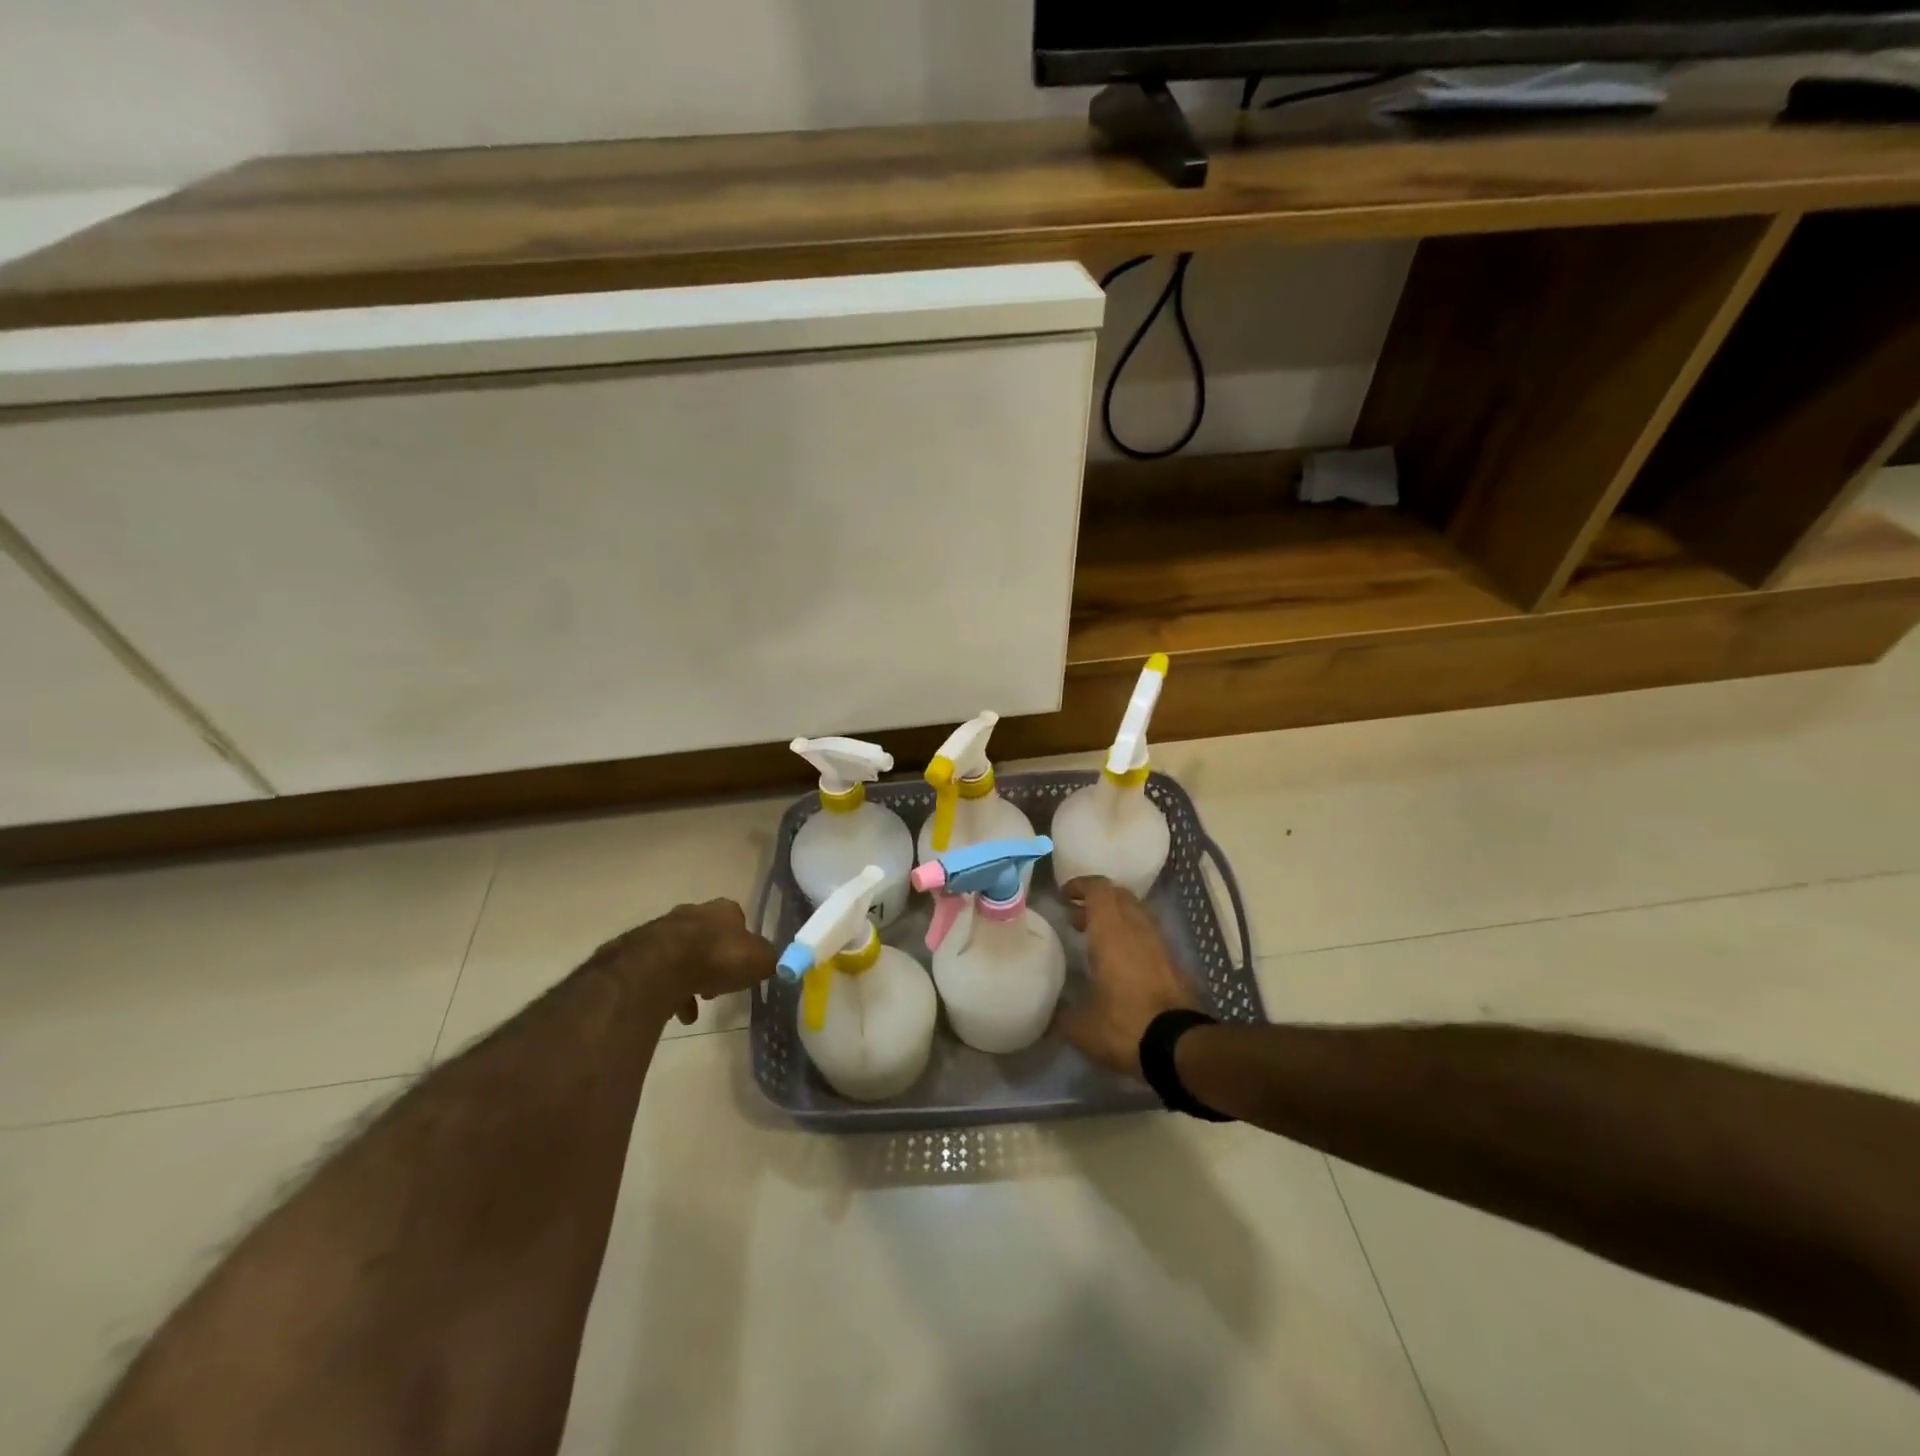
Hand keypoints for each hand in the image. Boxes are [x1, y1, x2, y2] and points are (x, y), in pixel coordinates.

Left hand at [589, 899, 777, 1025]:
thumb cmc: (718, 958)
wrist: (660, 967)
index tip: (743, 967)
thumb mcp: (760, 960)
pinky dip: (669, 991)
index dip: (743, 945)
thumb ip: (771, 960)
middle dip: (714, 961)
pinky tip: (677, 1012)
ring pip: (682, 955)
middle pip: (708, 937)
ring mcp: (664, 930)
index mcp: (724, 910)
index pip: (738, 921)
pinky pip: (660, 973)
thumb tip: (776, 962)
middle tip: (717, 987)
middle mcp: (694, 912)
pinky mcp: (640, 952)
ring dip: (690, 978)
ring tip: (695, 1006)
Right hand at [1054, 877, 1197, 1077]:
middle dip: (1097, 900)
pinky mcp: (1173, 963)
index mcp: (1111, 932)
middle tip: (1077, 918)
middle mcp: (1137, 929)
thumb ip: (1064, 1013)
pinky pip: (1149, 936)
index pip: (1098, 889)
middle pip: (1120, 896)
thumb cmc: (1123, 1026)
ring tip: (1097, 939)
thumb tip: (1055, 1012)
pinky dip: (1132, 937)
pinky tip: (1121, 962)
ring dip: (1116, 918)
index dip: (1080, 885)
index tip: (1063, 896)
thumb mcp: (1081, 1027)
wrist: (1178, 1047)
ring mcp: (1159, 944)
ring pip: (1137, 914)